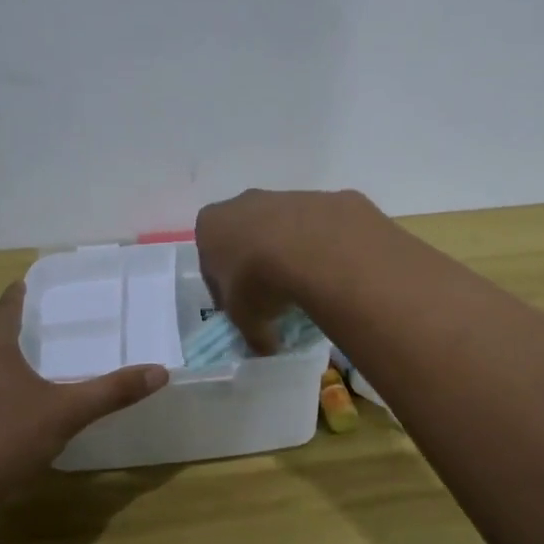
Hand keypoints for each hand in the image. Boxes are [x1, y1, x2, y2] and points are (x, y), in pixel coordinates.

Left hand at [0, 281, 168, 505]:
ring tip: (25, 379)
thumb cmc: (4, 440)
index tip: (22, 283)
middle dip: (11, 339)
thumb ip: (111, 392)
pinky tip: (2, 424)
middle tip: (38, 336)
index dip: (16, 297)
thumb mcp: (66, 414)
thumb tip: (160, 372)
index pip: (5, 311)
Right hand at [195, 188, 373, 353]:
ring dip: (291, 254)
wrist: (315, 247)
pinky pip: (319, 228)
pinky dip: (323, 248)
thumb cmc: (259, 281)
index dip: (224, 290)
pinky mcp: (323, 198)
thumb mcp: (245, 319)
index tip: (242, 310)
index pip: (210, 261)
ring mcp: (285, 195)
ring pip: (284, 230)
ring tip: (307, 287)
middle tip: (274, 298)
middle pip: (246, 238)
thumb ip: (251, 333)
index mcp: (211, 225)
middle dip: (257, 265)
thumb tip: (265, 347)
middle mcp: (243, 202)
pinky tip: (332, 272)